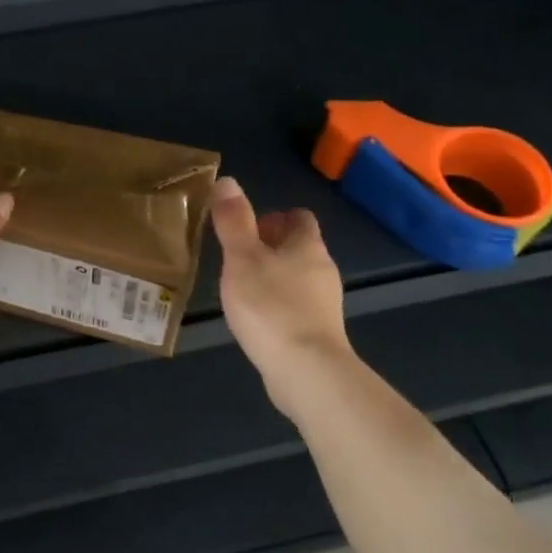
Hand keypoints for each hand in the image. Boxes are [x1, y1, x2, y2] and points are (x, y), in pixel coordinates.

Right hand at [209, 177, 353, 397]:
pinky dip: (278, 305)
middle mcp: (322, 269)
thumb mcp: (242, 258)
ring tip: (241, 286)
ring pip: (298, 278)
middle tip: (237, 255)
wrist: (306, 371)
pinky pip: (297, 307)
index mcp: (307, 246)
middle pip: (299, 248)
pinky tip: (257, 318)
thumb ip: (234, 221)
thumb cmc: (271, 306)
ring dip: (274, 276)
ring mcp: (324, 304)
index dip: (276, 216)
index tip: (248, 226)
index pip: (299, 218)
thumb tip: (227, 181)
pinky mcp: (319, 333)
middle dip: (272, 246)